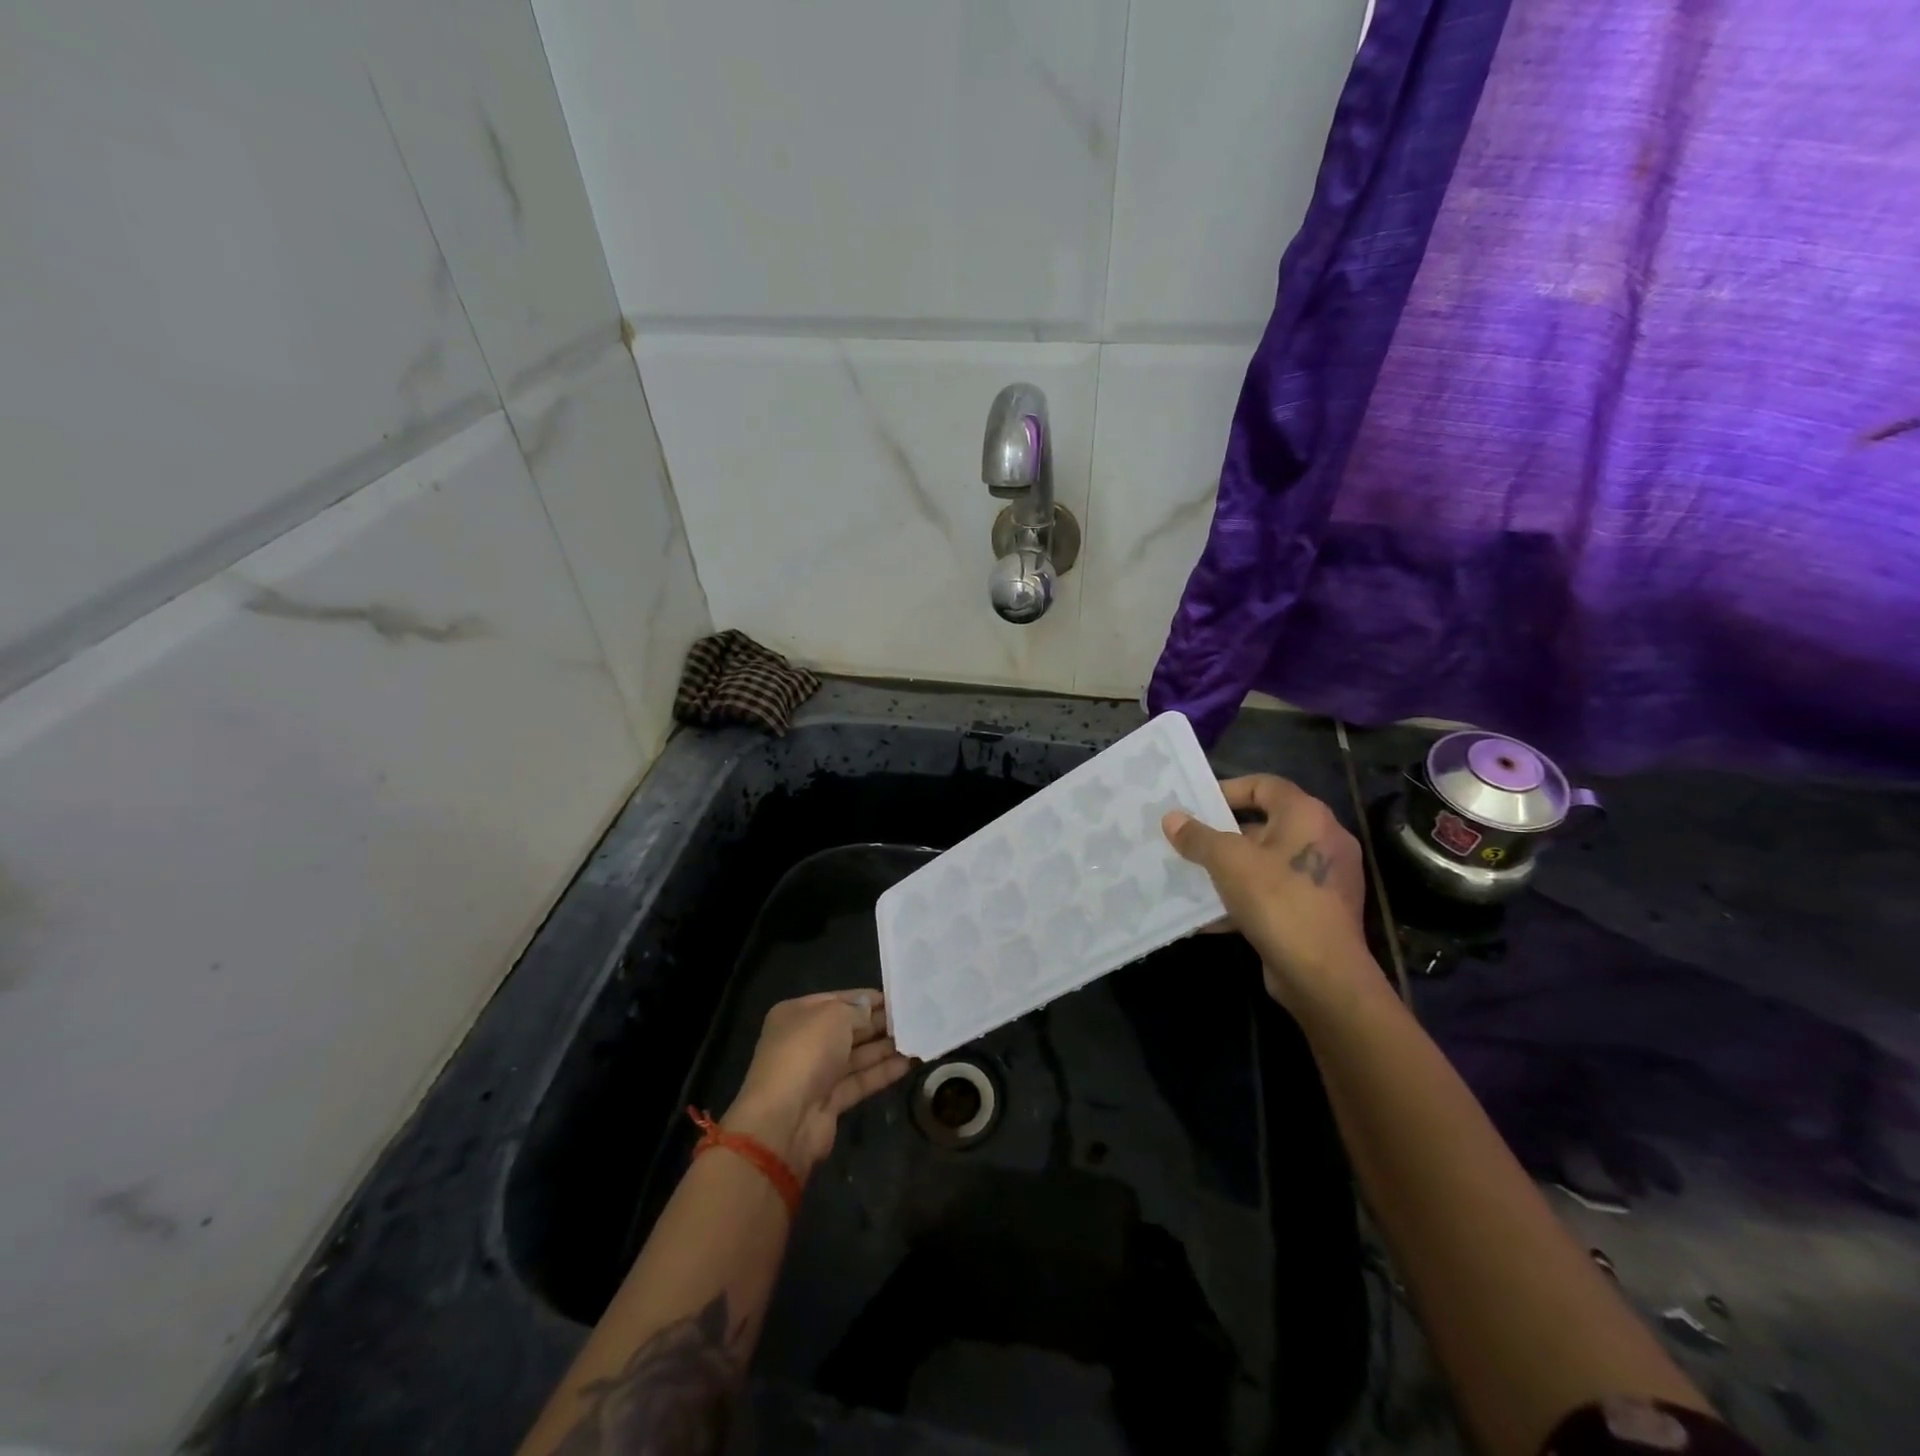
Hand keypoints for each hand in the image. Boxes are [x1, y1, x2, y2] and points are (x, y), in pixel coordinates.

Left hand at [723, 991, 911, 1178]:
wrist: (784, 1120)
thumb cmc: (806, 1052)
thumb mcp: (834, 1016)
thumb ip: (856, 1010)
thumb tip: (869, 1009)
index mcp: (797, 1014)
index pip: (837, 999)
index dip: (866, 998)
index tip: (898, 997)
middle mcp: (805, 1041)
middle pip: (848, 1028)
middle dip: (878, 1023)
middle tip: (914, 1017)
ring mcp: (817, 1073)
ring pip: (856, 1055)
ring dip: (885, 1047)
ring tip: (917, 1038)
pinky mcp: (829, 1102)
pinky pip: (860, 1080)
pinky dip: (882, 1072)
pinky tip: (909, 1063)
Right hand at [1162, 776, 1371, 1013]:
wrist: (1322, 974)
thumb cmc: (1277, 900)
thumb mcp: (1227, 862)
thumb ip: (1197, 837)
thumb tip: (1172, 818)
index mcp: (1307, 816)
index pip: (1265, 785)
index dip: (1228, 790)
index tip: (1196, 805)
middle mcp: (1322, 840)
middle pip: (1264, 825)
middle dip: (1222, 835)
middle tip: (1188, 841)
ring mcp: (1323, 878)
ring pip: (1266, 863)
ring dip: (1229, 870)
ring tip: (1192, 876)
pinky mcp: (1318, 911)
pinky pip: (1274, 894)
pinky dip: (1244, 899)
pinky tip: (1210, 915)